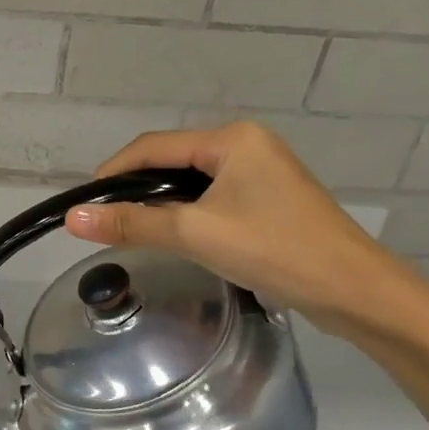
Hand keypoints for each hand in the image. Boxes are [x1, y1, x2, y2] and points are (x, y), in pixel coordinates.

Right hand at [64, 121, 422, 337]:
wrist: (355, 290)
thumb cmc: (275, 250)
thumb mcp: (196, 234)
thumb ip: (134, 223)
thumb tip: (73, 217)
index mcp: (232, 139)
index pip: (154, 146)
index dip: (114, 172)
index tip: (84, 204)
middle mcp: (247, 145)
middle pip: (172, 161)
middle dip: (136, 188)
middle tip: (106, 222)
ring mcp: (262, 173)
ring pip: (192, 182)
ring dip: (161, 203)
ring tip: (133, 232)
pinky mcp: (270, 200)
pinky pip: (214, 198)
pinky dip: (188, 214)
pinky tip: (177, 237)